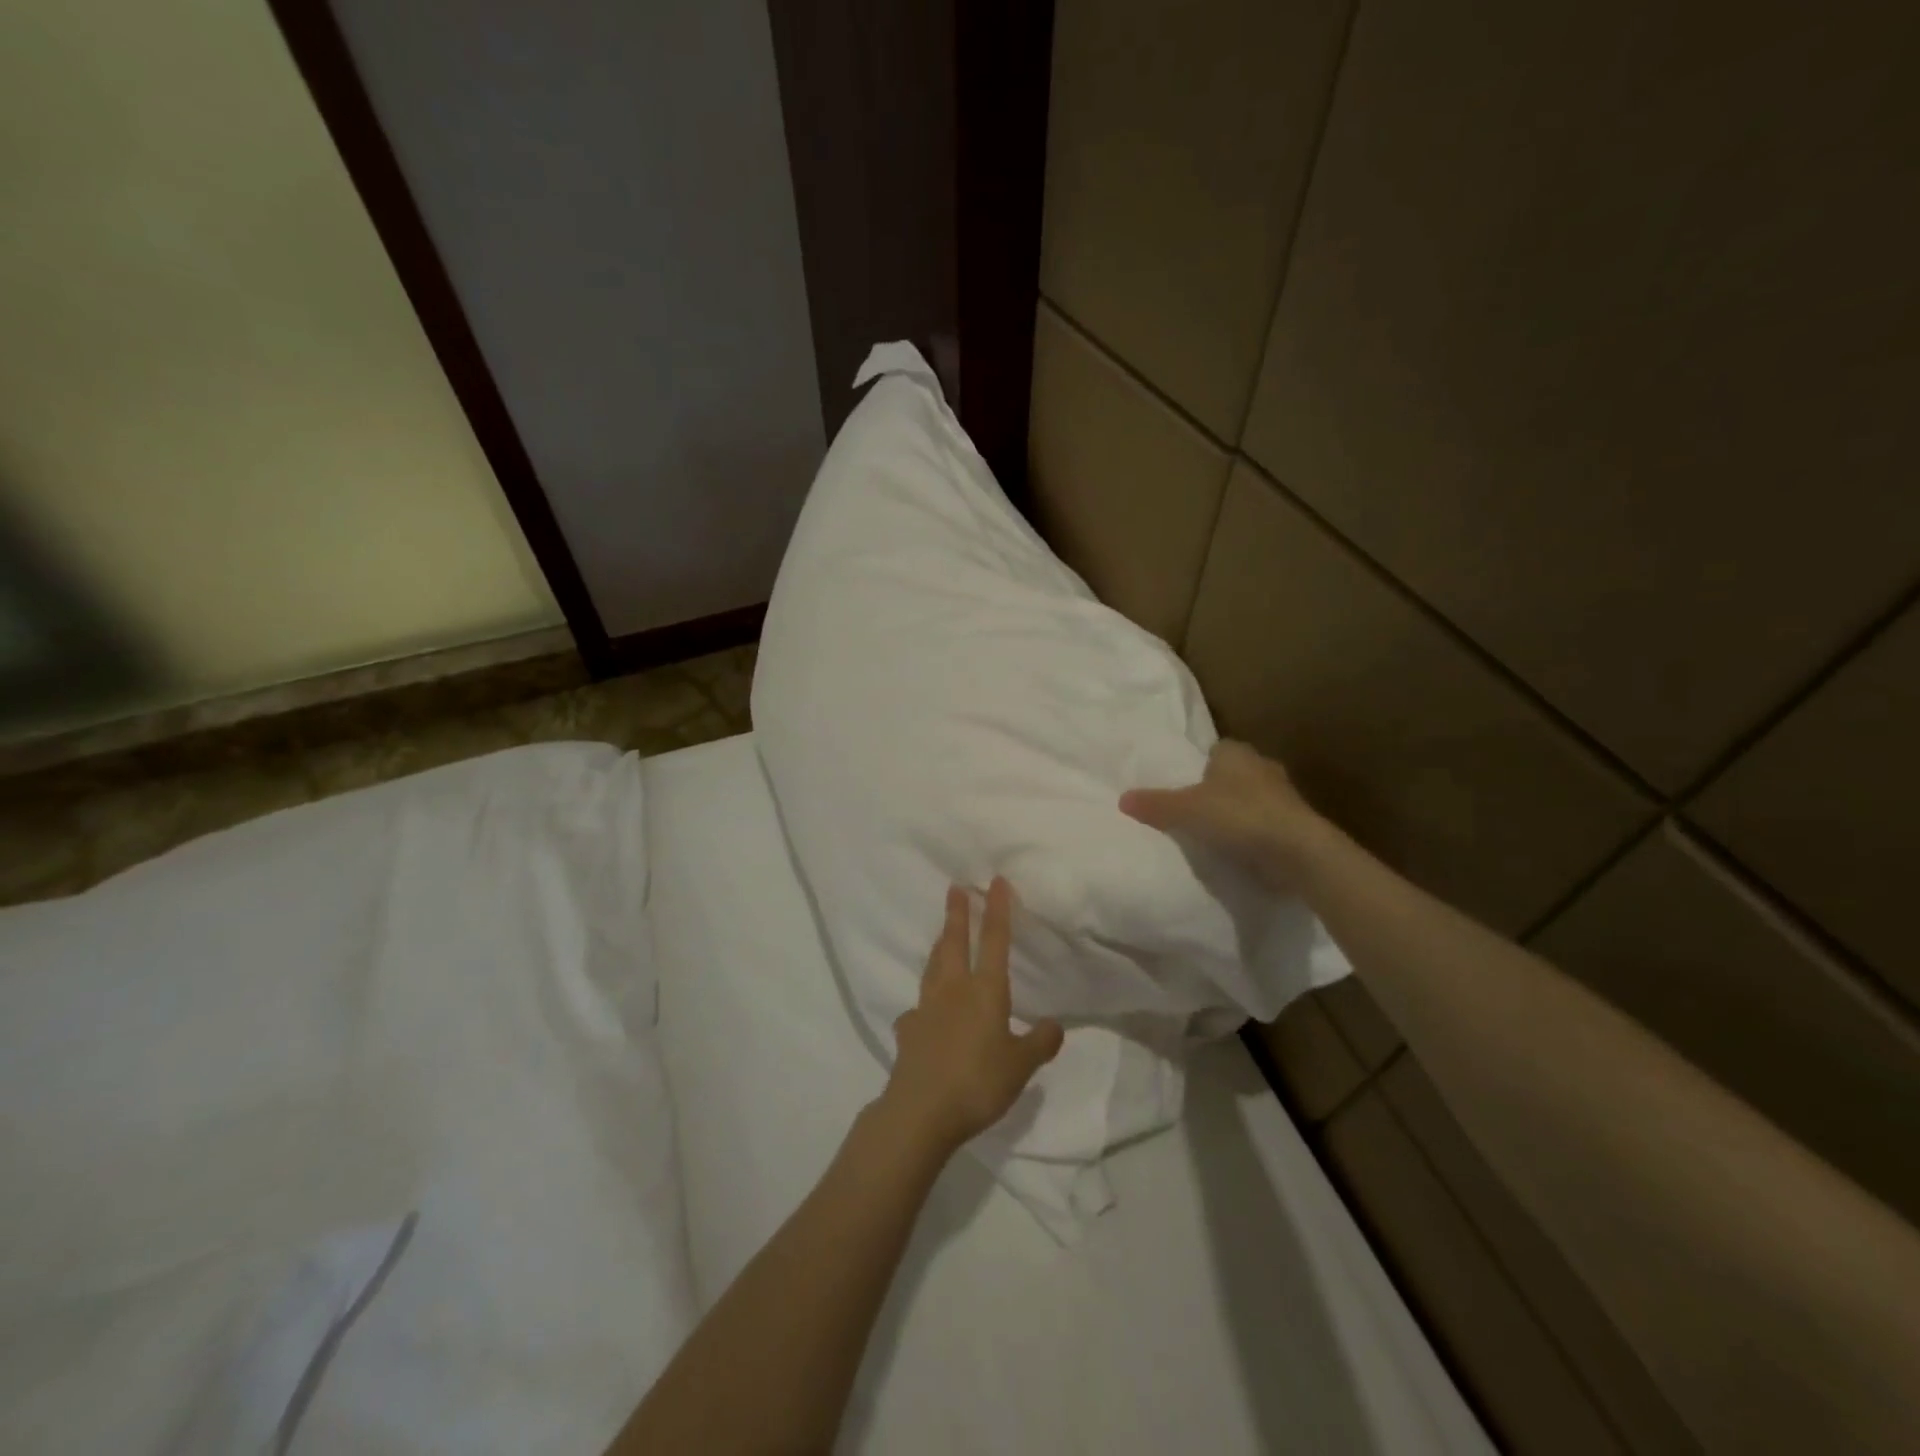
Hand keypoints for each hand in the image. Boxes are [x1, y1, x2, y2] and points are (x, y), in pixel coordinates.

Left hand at [881, 878, 1064, 1154]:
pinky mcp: (908, 1031)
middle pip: (954, 942)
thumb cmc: (978, 1083)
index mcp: (985, 991)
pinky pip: (917, 1008)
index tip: (995, 881)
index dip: (997, 909)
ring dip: (939, 945)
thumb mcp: (1021, 1066)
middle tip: (955, 888)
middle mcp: (953, 990)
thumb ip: (1040, 1043)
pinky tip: (922, 1012)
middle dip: (957, 913)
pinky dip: (923, 1003)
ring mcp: (926, 1008)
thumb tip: (1056, 1025)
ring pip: (933, 966)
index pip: (994, 940)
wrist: (921, 1111)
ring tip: (941, 934)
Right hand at [1119, 740, 1329, 890]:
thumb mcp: (1185, 810)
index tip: (1185, 784)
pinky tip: (1238, 851)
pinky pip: (1266, 824)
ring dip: (1238, 812)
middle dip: (1219, 788)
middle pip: (1234, 774)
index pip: (1216, 750)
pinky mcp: (1296, 825)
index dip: (1200, 765)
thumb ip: (1154, 804)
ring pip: (1252, 798)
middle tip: (1194, 810)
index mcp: (1236, 753)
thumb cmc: (1239, 816)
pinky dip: (1253, 834)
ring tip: (1214, 833)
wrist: (1297, 851)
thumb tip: (1121, 798)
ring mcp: (1284, 797)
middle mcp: (1263, 767)